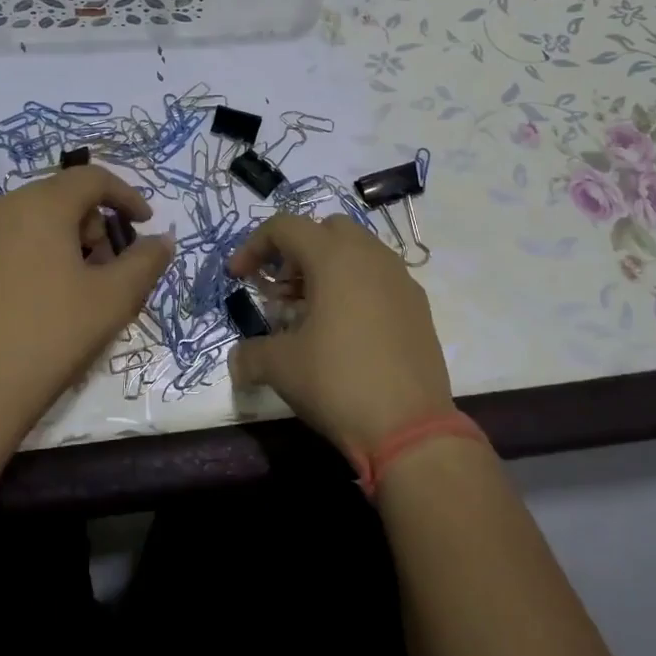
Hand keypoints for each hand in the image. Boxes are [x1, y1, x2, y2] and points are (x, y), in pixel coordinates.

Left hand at [0, 166, 173, 452]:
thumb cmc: (52, 336)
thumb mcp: (115, 298)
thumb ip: (147, 260)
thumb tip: (162, 239)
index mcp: (41, 205)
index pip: (92, 178)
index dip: (126, 196)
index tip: (146, 224)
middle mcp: (3, 207)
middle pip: (64, 196)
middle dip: (97, 222)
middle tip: (112, 265)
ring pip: (36, 217)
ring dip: (68, 237)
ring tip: (80, 285)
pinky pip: (11, 238)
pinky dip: (38, 251)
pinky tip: (44, 296)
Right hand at [226, 213, 454, 457]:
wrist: (410, 428)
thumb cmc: (338, 382)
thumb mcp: (281, 367)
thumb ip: (250, 354)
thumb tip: (237, 362)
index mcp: (334, 257)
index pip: (285, 227)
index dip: (253, 246)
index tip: (238, 277)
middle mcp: (371, 256)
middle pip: (325, 230)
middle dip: (296, 252)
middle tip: (280, 291)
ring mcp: (400, 279)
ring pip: (357, 252)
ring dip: (327, 270)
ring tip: (310, 313)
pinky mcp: (418, 306)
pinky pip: (379, 278)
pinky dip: (355, 289)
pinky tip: (345, 332)